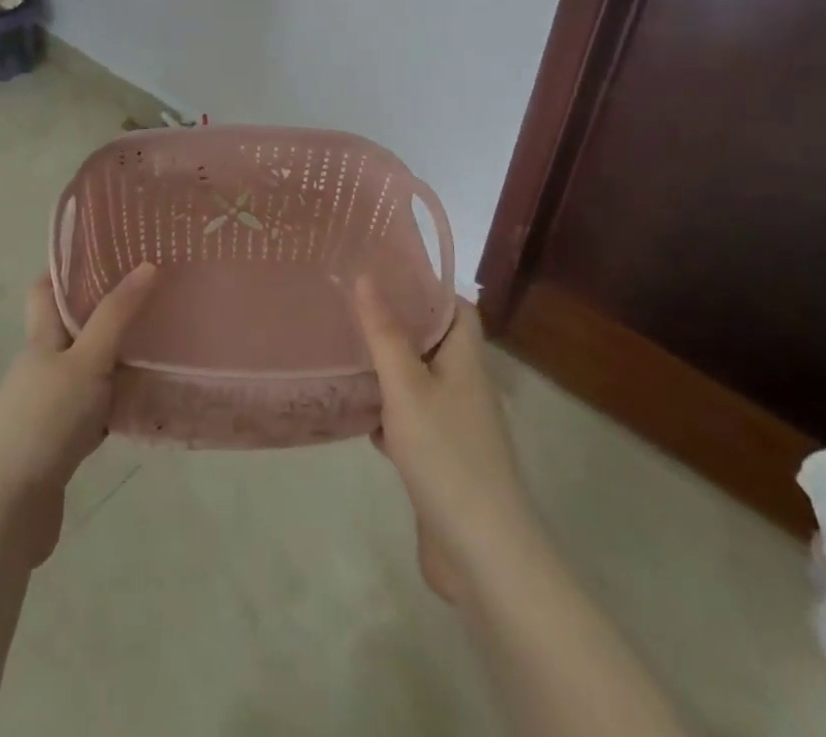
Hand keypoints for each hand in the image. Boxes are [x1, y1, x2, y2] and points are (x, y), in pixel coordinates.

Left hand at [0, 264, 156, 565]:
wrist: (2, 513)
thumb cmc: (42, 423)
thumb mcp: (86, 361)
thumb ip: (117, 316)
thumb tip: (147, 264)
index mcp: (41, 339)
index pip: (46, 289)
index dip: (69, 268)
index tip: (109, 252)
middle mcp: (42, 367)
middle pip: (72, 328)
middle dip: (106, 312)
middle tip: (153, 297)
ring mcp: (48, 407)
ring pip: (87, 370)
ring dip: (116, 359)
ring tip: (161, 344)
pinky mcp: (58, 445)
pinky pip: (94, 411)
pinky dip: (116, 404)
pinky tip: (145, 406)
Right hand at [354, 277, 535, 604]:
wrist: (483, 555)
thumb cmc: (447, 457)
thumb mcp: (407, 388)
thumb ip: (384, 333)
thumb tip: (365, 275)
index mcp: (465, 361)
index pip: (455, 308)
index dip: (426, 286)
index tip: (384, 270)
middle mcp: (463, 386)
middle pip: (431, 341)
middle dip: (395, 323)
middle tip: (349, 304)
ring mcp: (453, 425)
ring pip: (416, 380)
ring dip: (385, 367)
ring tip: (342, 347)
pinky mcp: (439, 459)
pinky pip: (408, 419)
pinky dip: (384, 411)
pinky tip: (353, 411)